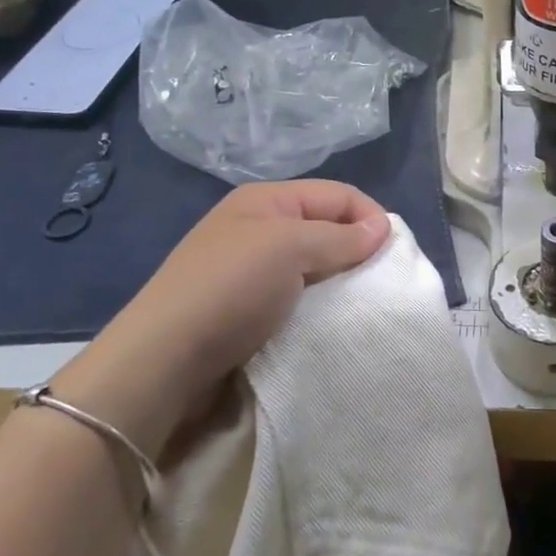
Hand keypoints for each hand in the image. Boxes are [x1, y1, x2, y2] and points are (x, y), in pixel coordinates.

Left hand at [51, 180, 390, 452]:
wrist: (162, 362)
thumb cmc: (230, 289)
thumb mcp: (290, 248)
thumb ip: (340, 237)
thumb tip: (382, 228)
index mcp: (266, 199)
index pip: (337, 194)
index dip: (369, 215)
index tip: (392, 253)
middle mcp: (259, 227)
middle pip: (326, 226)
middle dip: (356, 248)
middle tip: (379, 281)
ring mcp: (250, 269)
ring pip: (313, 263)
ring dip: (338, 279)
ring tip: (358, 303)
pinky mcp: (246, 308)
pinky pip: (296, 295)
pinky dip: (317, 304)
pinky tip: (327, 320)